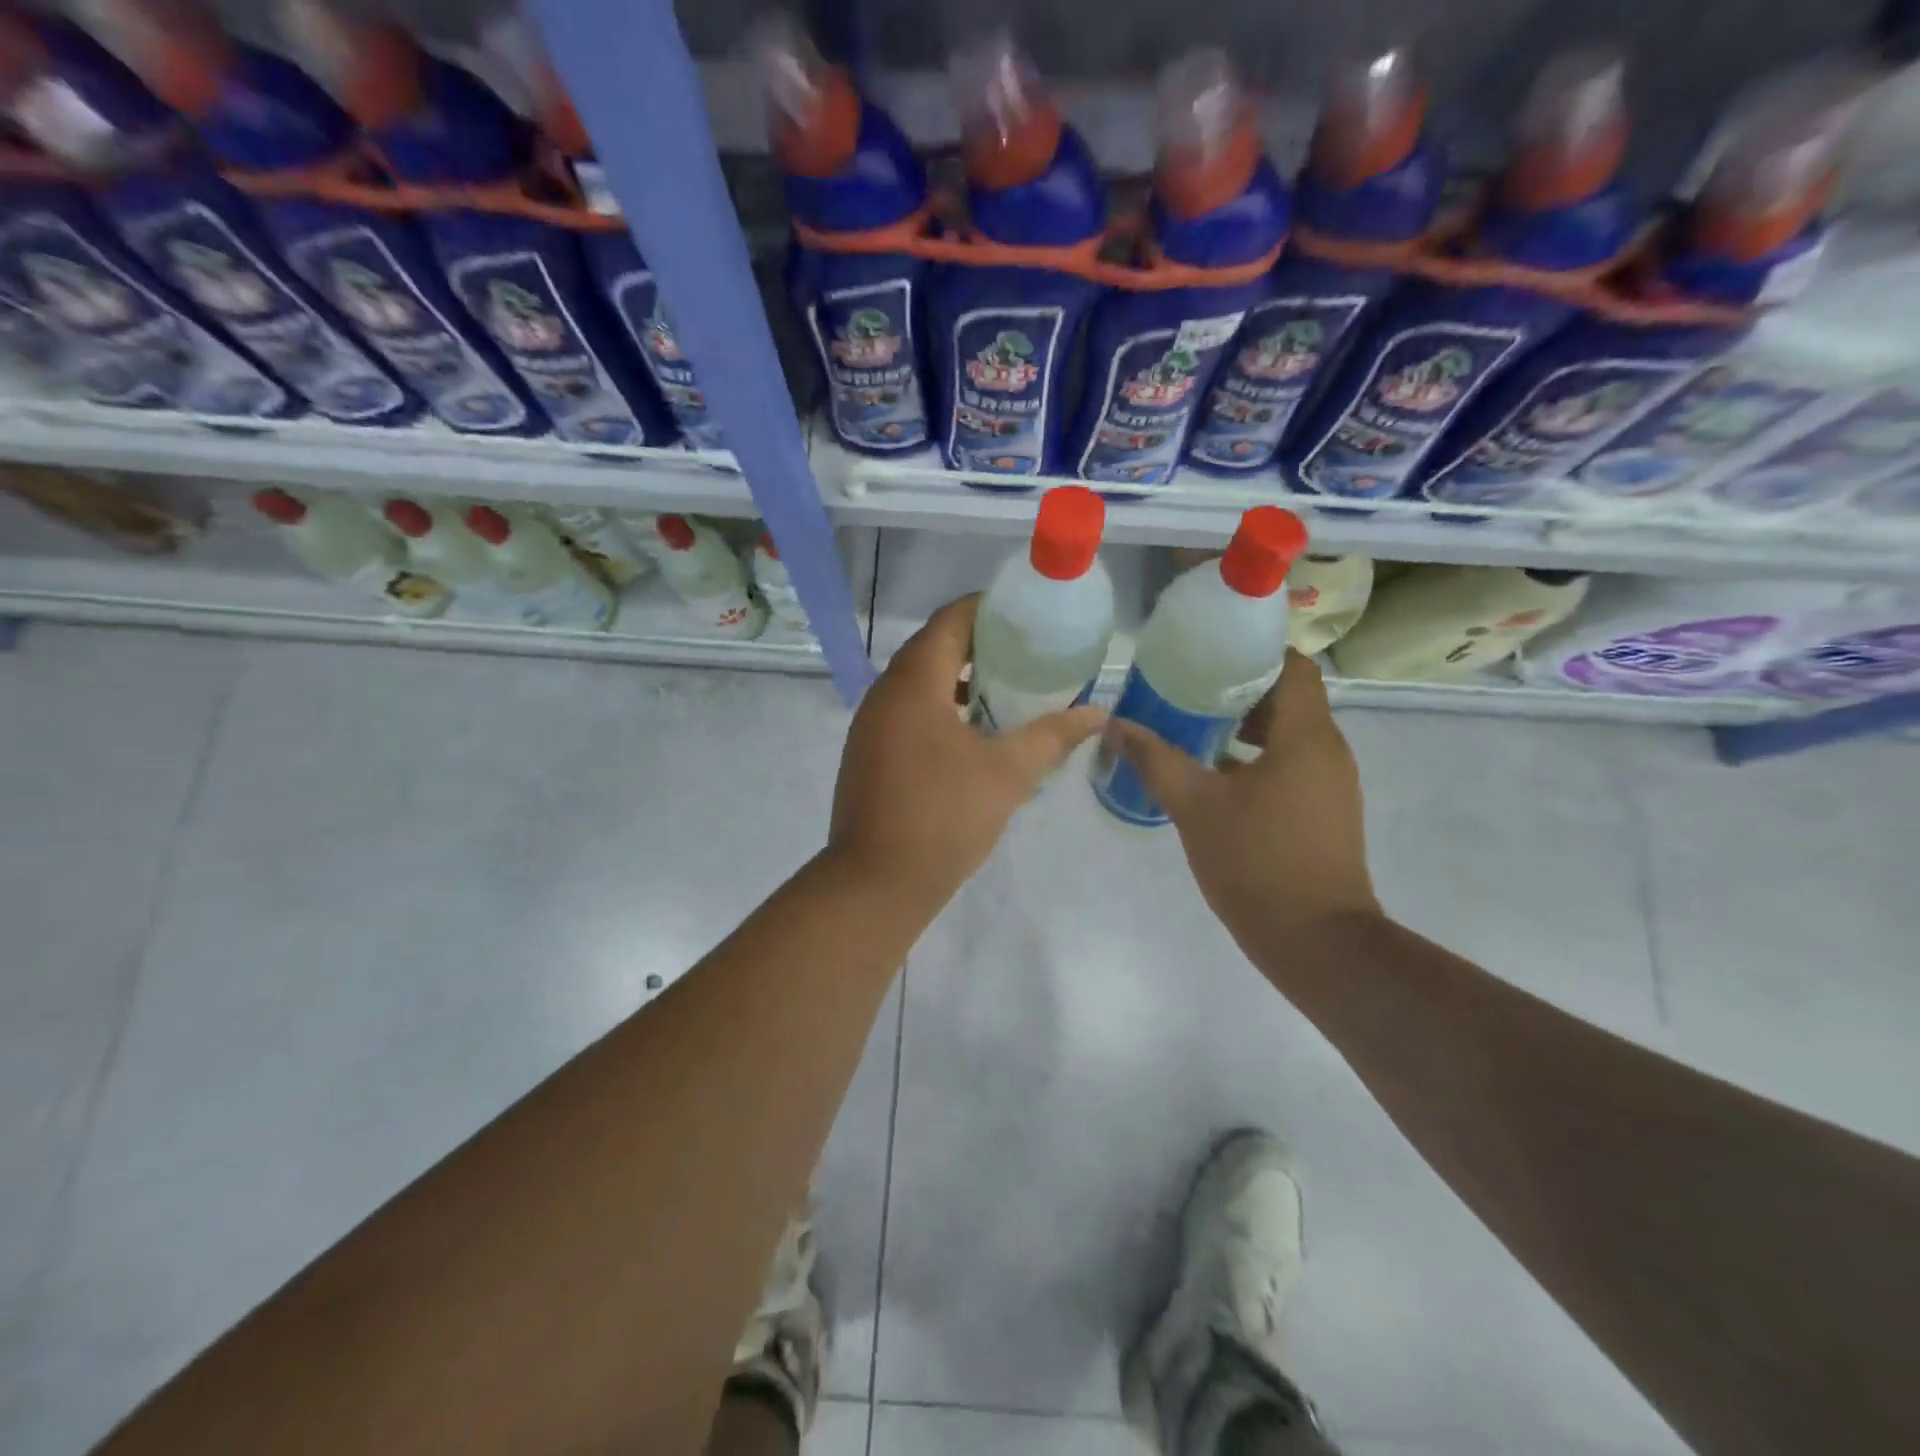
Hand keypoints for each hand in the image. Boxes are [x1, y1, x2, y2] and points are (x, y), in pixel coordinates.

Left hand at [829, 595, 1104, 912]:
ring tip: (1006, 689)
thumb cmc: (944, 817)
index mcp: (913, 684)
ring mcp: (871, 726)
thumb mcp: (1007, 773)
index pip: (949, 621)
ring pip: (918, 683)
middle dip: (978, 644)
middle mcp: (884, 694)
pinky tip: (974, 733)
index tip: (1026, 616)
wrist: (877, 883)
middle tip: (1026, 653)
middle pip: (932, 648)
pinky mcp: (869, 754)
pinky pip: (908, 712)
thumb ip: (1052, 736)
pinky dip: (941, 707)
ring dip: (959, 678)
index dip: (987, 609)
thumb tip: (1096, 712)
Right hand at [1108, 651, 1379, 954]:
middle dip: (1239, 689)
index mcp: (1305, 736)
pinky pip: (1292, 765)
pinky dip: (1257, 758)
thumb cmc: (1256, 862)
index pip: (1293, 666)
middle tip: (1188, 687)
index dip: (1255, 651)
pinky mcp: (1324, 811)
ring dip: (1246, 726)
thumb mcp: (1194, 806)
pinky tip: (1214, 775)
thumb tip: (1115, 725)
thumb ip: (1155, 759)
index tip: (1211, 651)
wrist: (1316, 941)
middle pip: (1289, 697)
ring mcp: (1330, 783)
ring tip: (1193, 726)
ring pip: (1289, 734)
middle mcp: (1327, 750)